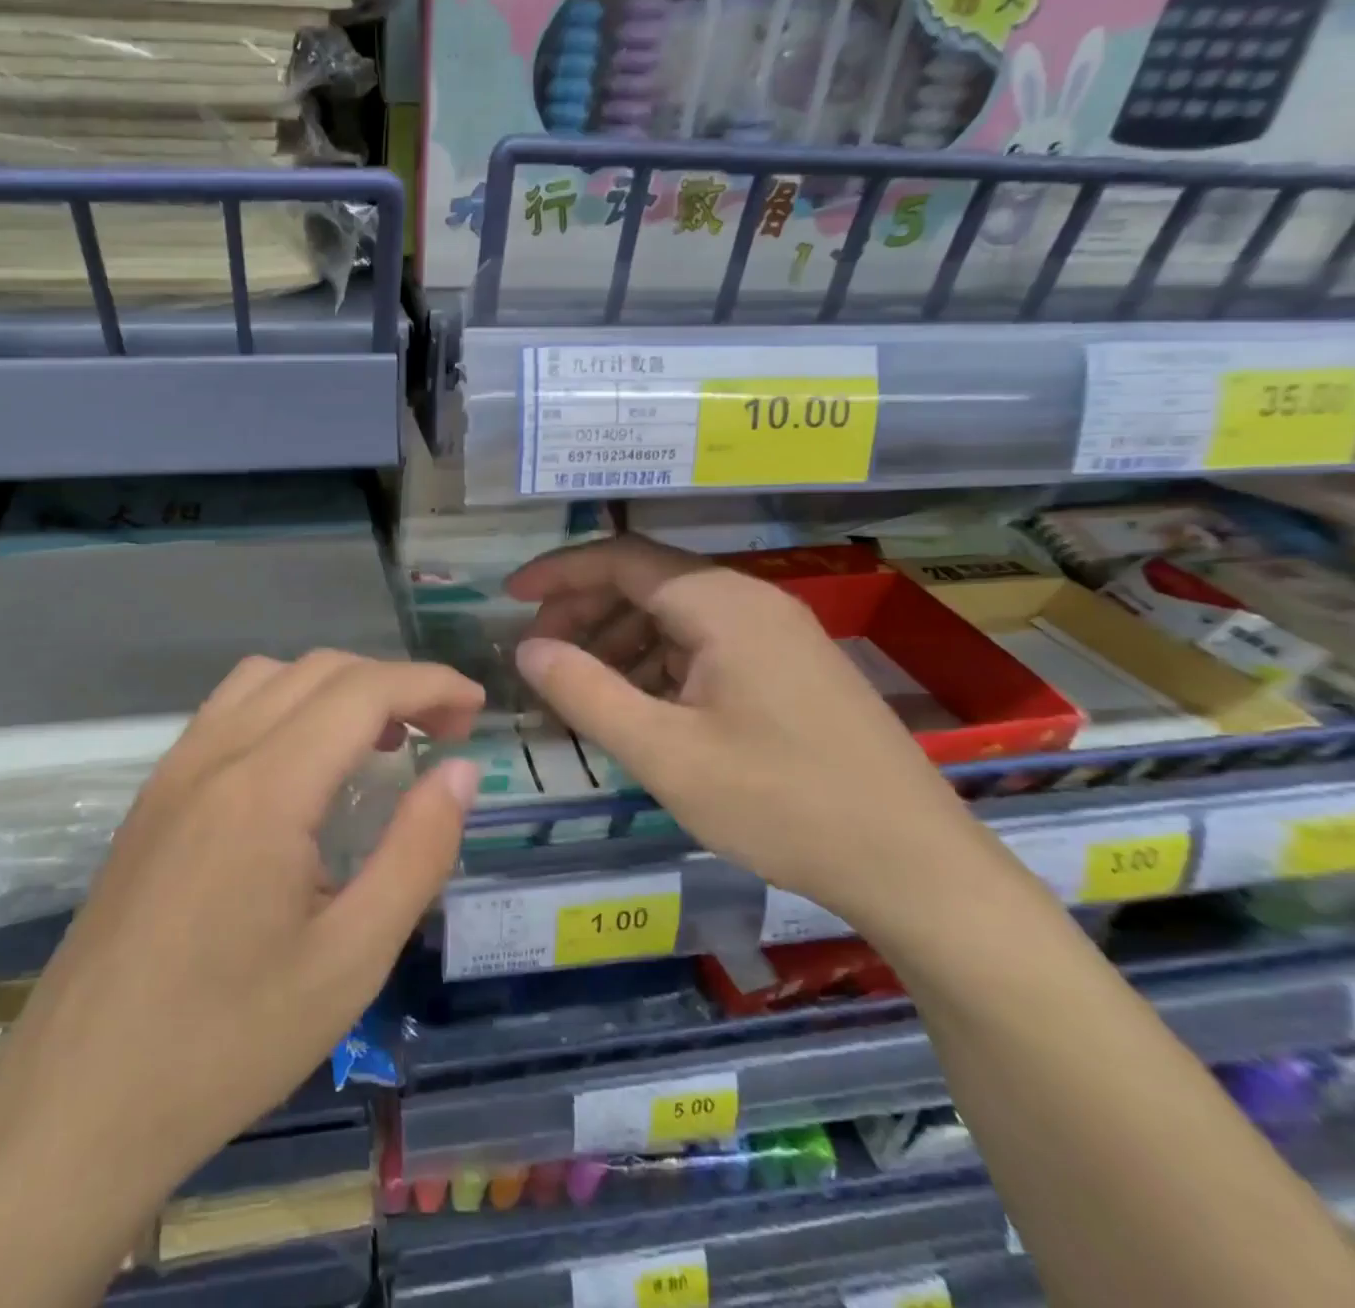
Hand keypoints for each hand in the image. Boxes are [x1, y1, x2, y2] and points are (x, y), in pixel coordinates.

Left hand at [0, 650, 482, 1195]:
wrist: (78, 1103)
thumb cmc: (228, 1042)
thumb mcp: (351, 959)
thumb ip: (416, 852)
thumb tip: (459, 773)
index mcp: (265, 789)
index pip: (363, 691)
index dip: (429, 684)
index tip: (477, 708)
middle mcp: (214, 755)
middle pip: (318, 672)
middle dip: (392, 684)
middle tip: (442, 734)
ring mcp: (173, 770)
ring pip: (268, 679)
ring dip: (336, 689)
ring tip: (379, 742)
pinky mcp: (153, 796)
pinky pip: (229, 711)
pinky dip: (286, 707)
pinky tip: (305, 768)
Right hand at [506, 536, 992, 928]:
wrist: (914, 866)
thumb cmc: (781, 804)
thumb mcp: (664, 753)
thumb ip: (585, 693)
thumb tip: (527, 648)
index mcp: (721, 604)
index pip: (621, 558)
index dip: (558, 572)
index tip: (510, 598)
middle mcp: (751, 601)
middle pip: (646, 581)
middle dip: (583, 609)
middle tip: (539, 654)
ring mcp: (776, 634)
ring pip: (674, 615)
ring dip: (618, 640)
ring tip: (579, 687)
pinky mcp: (789, 668)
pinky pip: (704, 645)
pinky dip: (656, 663)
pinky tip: (638, 705)